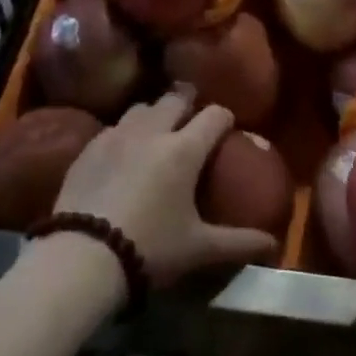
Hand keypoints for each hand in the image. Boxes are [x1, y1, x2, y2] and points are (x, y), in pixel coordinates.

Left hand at [51, 90, 278, 286]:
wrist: (82, 257)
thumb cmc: (150, 248)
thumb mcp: (199, 249)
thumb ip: (238, 242)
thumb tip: (272, 243)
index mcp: (184, 149)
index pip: (214, 115)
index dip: (224, 118)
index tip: (227, 128)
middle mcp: (152, 131)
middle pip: (175, 98)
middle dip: (189, 102)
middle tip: (193, 115)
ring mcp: (116, 135)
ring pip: (141, 107)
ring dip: (154, 112)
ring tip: (157, 129)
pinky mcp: (88, 148)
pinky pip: (113, 128)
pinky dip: (125, 132)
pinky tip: (123, 152)